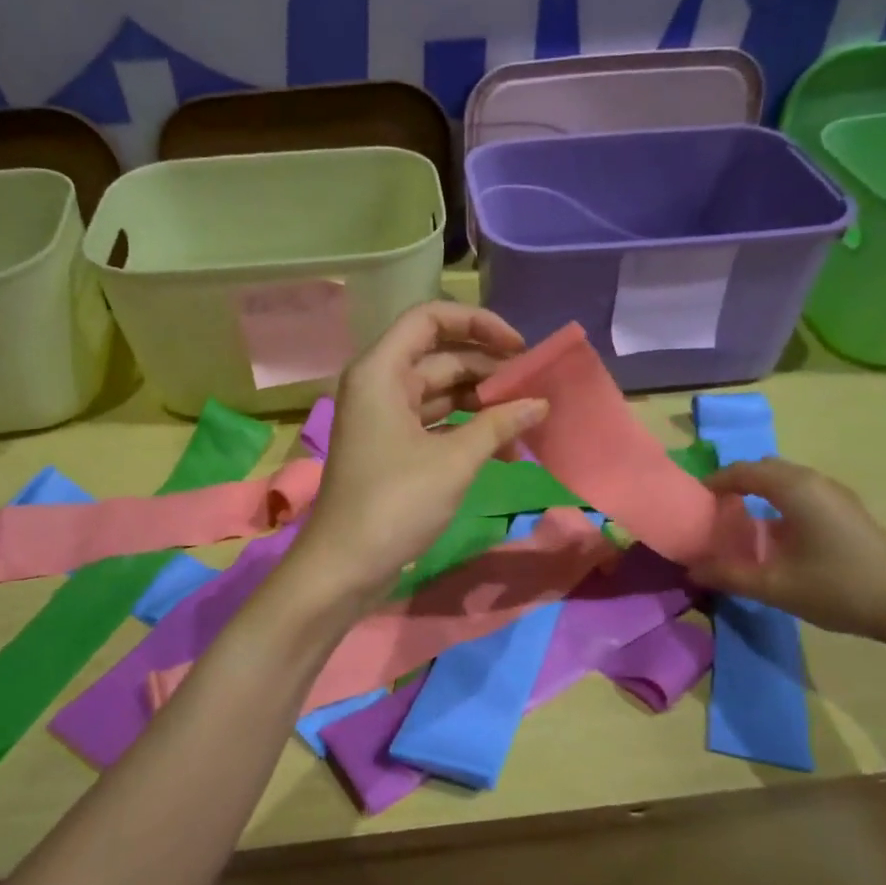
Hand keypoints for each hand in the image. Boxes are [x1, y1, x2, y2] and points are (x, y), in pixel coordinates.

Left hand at [290, 302, 548, 601]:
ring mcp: (384, 417)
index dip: (478, 324)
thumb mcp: (454, 461)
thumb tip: (541, 403)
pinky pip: (434, 422)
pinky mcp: (391, 447)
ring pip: (441, 392)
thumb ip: (499, 425)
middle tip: (536, 386)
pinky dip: (467, 430)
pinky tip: (505, 448)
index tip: (519, 347)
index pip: (430, 319)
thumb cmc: (396, 503)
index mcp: (381, 371)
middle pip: (439, 356)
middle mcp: (379, 384)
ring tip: (529, 418)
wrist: (345, 565)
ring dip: (483, 403)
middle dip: (488, 369)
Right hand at [690, 458, 885, 647]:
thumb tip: (692, 569)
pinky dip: (779, 501)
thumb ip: (729, 575)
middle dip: (735, 483)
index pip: (741, 471)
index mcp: (794, 489)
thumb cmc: (839, 588)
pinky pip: (802, 492)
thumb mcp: (775, 586)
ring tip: (739, 522)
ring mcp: (836, 494)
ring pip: (785, 479)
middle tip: (713, 512)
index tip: (692, 504)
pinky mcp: (848, 510)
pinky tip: (776, 535)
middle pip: (764, 469)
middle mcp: (814, 481)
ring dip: (758, 491)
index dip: (713, 483)